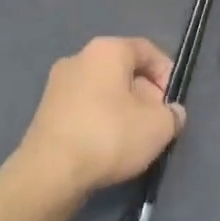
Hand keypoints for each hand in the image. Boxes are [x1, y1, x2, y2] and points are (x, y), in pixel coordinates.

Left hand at [12, 37, 186, 201]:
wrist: (50, 171)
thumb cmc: (109, 136)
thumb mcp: (158, 127)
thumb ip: (173, 114)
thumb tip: (172, 112)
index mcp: (106, 50)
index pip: (146, 49)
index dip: (166, 72)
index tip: (172, 101)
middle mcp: (79, 57)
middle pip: (123, 69)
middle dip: (144, 93)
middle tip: (156, 122)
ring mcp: (58, 84)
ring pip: (102, 89)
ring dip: (122, 108)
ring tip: (134, 138)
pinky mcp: (46, 110)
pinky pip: (84, 106)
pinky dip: (100, 119)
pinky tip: (108, 146)